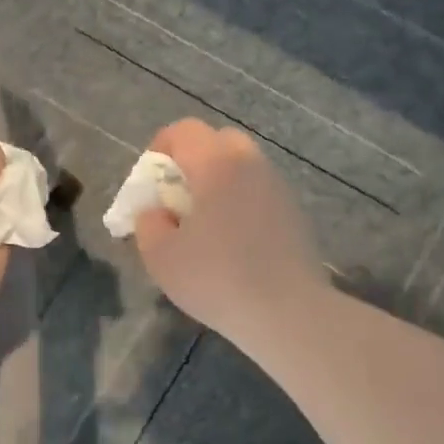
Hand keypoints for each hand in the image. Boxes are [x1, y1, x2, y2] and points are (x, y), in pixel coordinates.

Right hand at [133, 120, 326, 346]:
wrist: (287, 312)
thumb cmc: (216, 278)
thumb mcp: (161, 256)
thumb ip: (148, 224)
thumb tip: (156, 211)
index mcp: (216, 164)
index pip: (184, 130)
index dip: (160, 147)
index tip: (150, 182)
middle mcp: (251, 164)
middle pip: (218, 141)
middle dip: (193, 161)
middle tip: (178, 198)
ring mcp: (278, 187)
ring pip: (242, 167)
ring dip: (219, 182)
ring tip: (205, 222)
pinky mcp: (294, 213)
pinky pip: (259, 192)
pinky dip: (241, 202)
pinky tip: (234, 241)